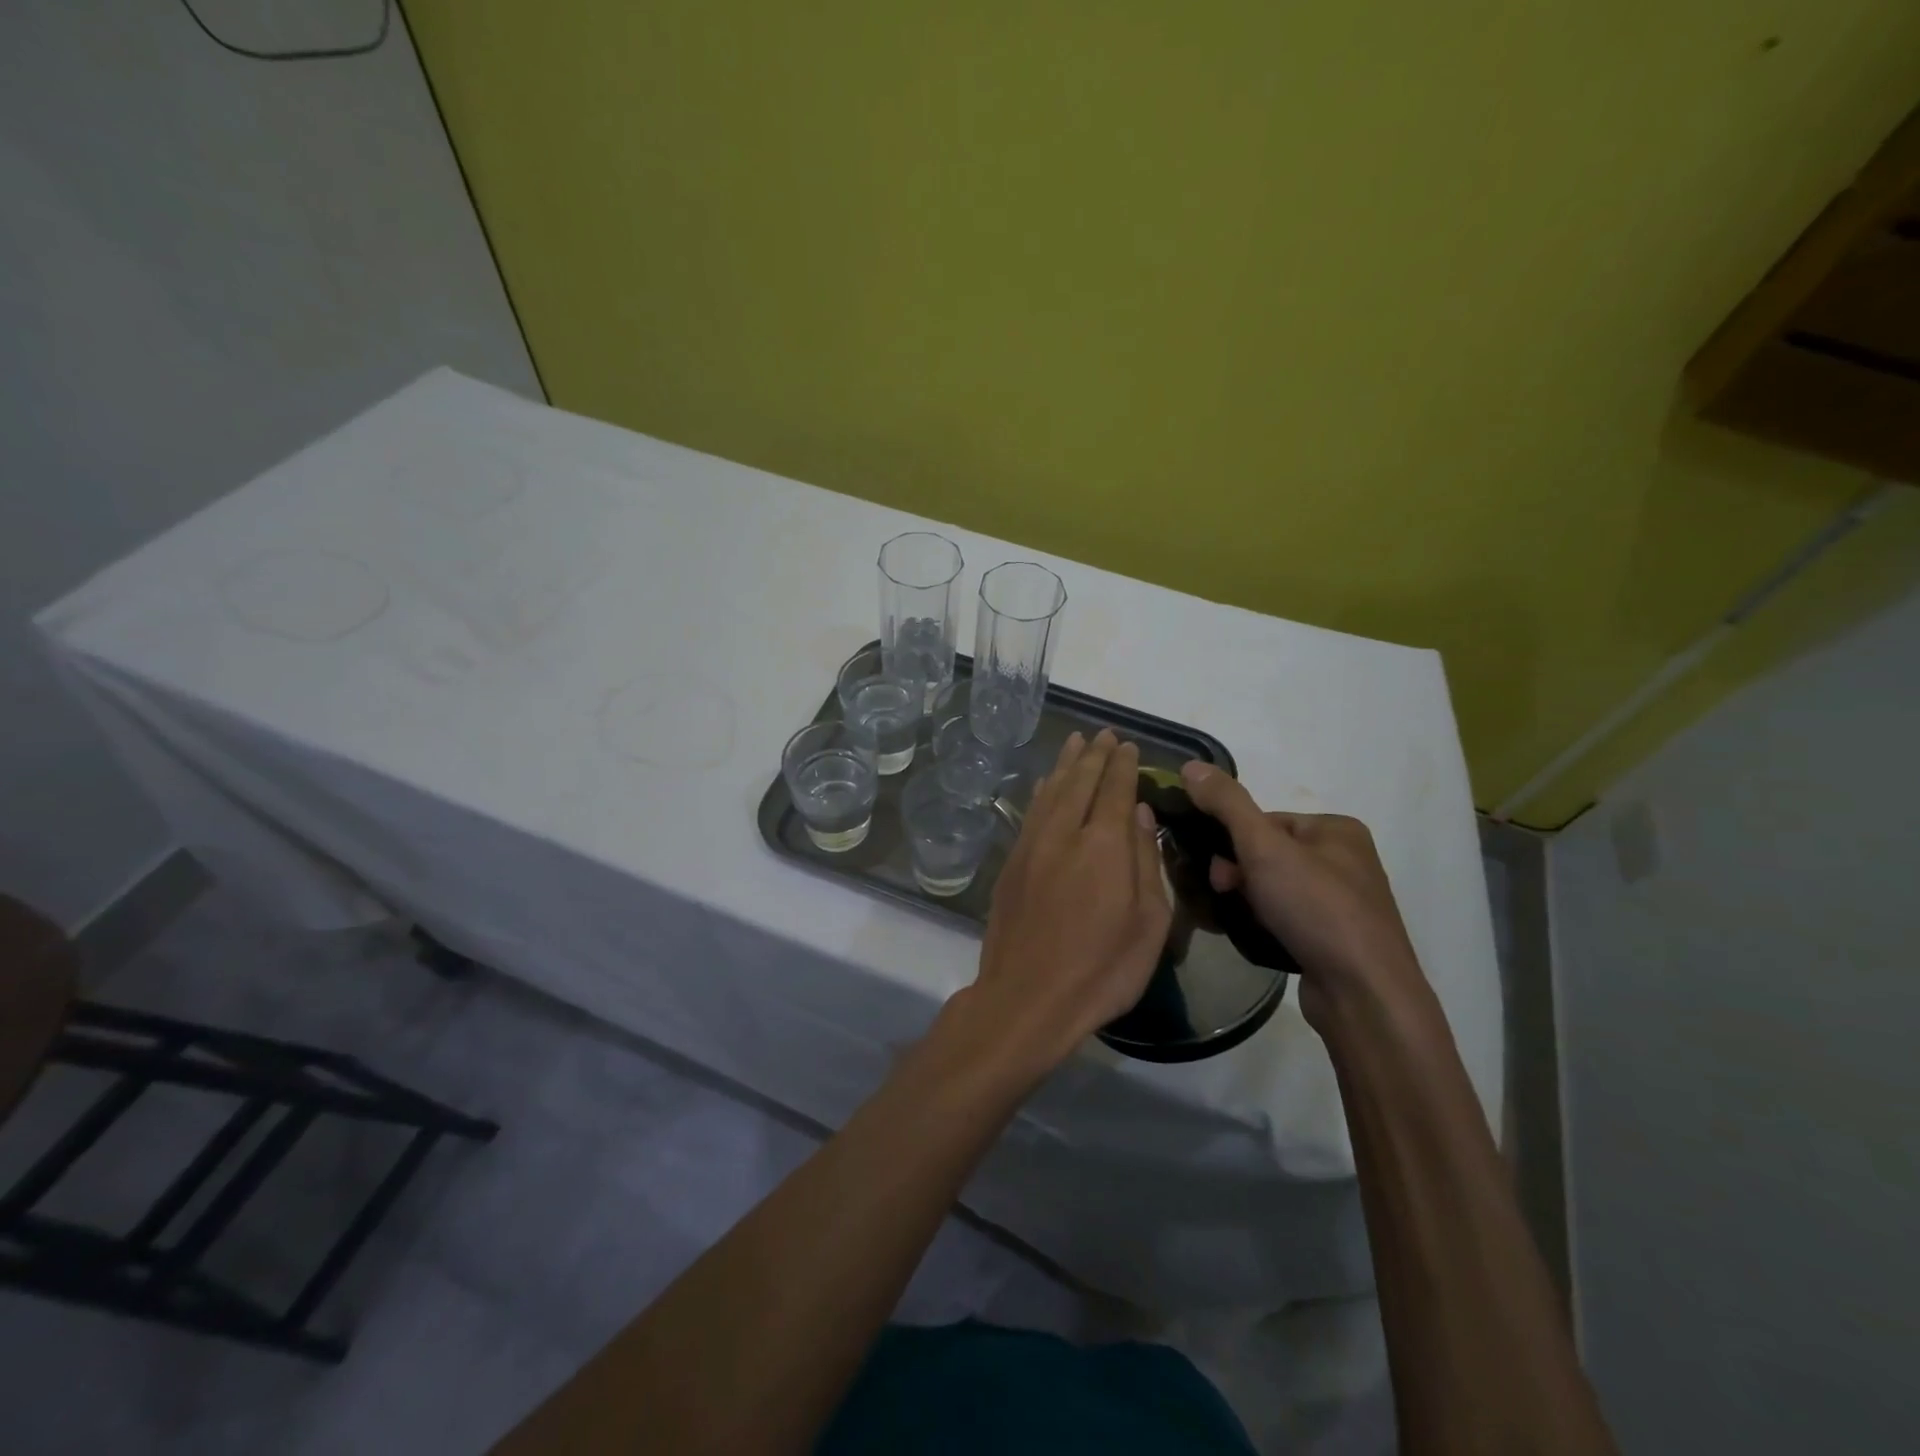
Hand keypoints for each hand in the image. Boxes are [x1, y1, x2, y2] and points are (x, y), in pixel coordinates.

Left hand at [959, 729, 1171, 1073]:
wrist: (1027, 997)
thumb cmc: (1102, 969)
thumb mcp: (1149, 924)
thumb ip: (1146, 862)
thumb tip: (1141, 814)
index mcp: (1105, 846)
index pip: (1116, 790)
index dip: (1123, 766)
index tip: (1129, 745)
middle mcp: (1066, 834)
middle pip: (1081, 782)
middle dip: (1095, 755)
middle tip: (1104, 734)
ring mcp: (1033, 846)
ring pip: (1052, 791)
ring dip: (1066, 764)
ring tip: (1076, 742)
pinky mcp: (1012, 863)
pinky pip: (1031, 813)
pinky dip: (1042, 791)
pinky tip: (1047, 782)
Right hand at [1179, 762, 1426, 1029]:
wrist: (1363, 993)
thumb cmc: (1316, 908)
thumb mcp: (1263, 846)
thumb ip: (1227, 804)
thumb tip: (1191, 766)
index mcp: (1337, 830)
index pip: (1265, 821)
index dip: (1233, 842)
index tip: (1218, 871)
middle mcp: (1347, 861)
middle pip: (1268, 854)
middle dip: (1238, 874)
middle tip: (1225, 895)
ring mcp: (1345, 903)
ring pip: (1275, 888)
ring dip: (1248, 900)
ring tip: (1236, 920)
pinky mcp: (1337, 939)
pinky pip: (1289, 918)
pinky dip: (1267, 923)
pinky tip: (1256, 937)